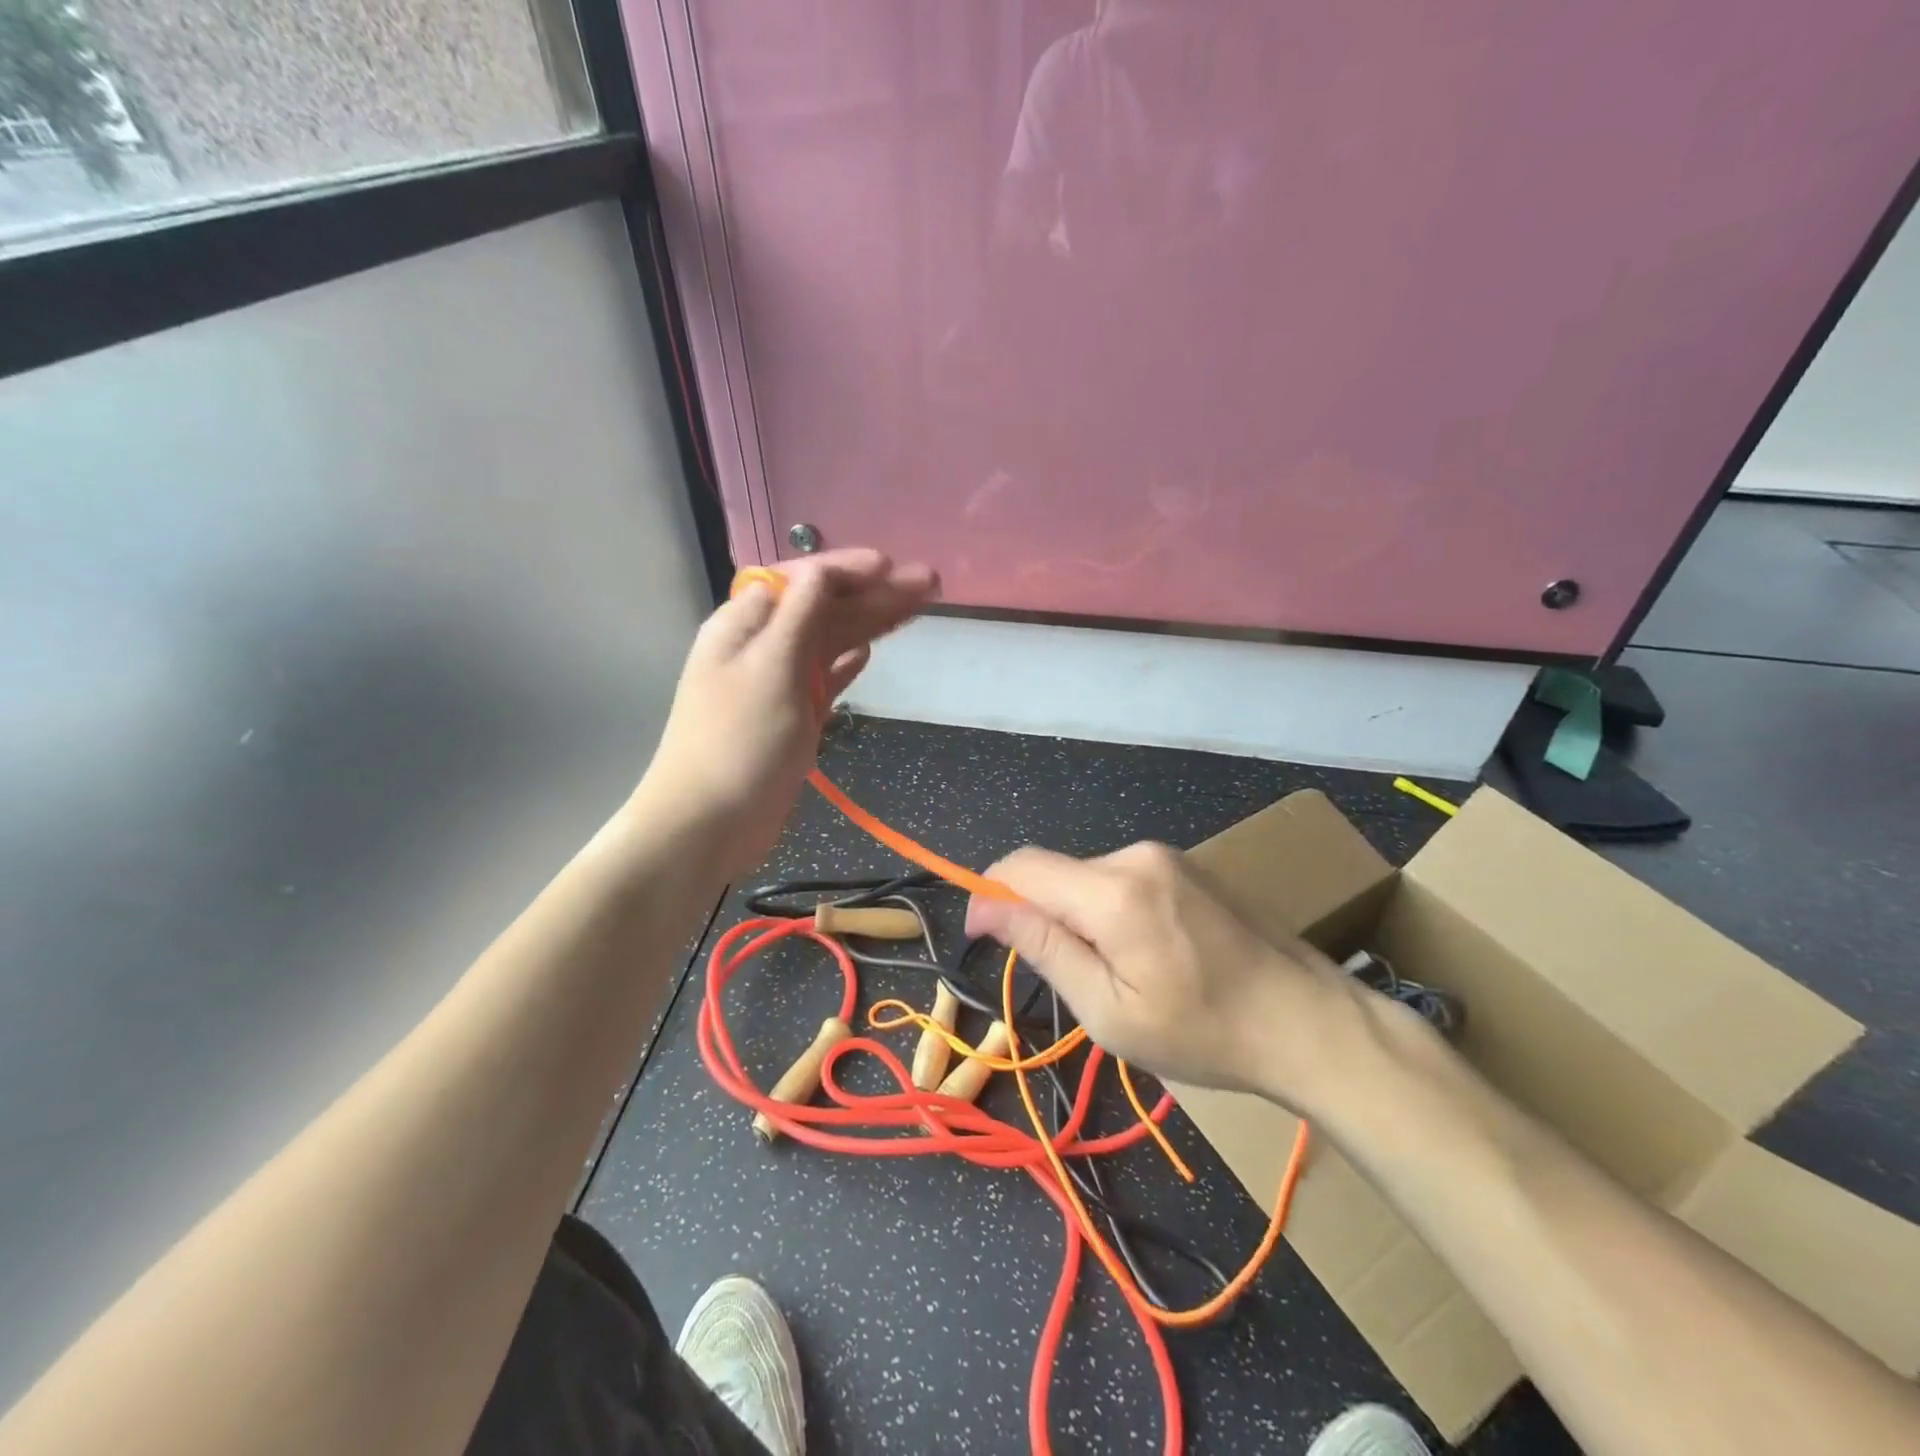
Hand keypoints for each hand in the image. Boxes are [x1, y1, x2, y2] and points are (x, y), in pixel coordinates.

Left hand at [638, 549, 936, 874]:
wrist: (710, 822)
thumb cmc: (739, 741)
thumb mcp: (771, 667)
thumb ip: (799, 616)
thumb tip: (820, 571)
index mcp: (746, 624)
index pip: (801, 580)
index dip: (847, 569)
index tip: (893, 567)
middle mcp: (762, 645)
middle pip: (824, 607)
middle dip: (873, 593)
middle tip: (929, 583)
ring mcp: (778, 683)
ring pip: (831, 641)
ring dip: (871, 623)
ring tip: (918, 608)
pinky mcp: (793, 717)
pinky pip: (825, 678)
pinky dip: (847, 663)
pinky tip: (869, 652)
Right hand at [965, 842, 1362, 1106]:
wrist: (1310, 1023)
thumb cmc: (1204, 1033)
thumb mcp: (1109, 1010)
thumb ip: (1044, 948)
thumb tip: (986, 907)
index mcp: (1113, 891)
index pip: (1022, 866)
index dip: (989, 895)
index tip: (982, 938)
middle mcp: (1136, 856)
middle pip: (1057, 875)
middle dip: (1042, 917)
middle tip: (1072, 982)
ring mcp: (1168, 857)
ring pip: (1090, 879)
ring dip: (1080, 918)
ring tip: (1120, 976)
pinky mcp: (1189, 866)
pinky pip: (1124, 880)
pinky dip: (1112, 912)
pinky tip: (1149, 957)